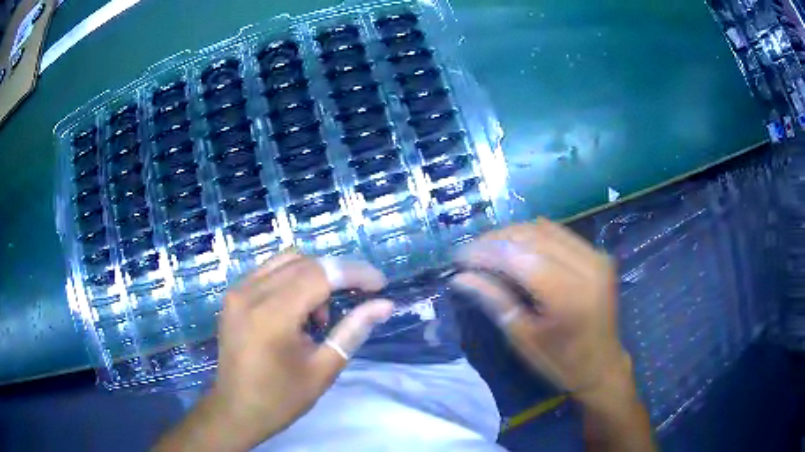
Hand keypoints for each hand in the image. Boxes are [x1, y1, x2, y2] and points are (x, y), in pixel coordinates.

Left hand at [155, 253, 393, 451]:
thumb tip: (384, 304)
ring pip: (286, 261)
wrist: (236, 410)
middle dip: (338, 274)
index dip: (355, 273)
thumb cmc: (281, 398)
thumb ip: (353, 331)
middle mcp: (250, 293)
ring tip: (322, 313)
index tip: (380, 284)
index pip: (320, 275)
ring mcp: (237, 291)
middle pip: (304, 262)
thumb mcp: (323, 369)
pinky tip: (299, 309)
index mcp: (272, 316)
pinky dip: (293, 279)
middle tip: (359, 297)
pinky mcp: (233, 295)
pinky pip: (270, 271)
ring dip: (315, 275)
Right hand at [452, 218, 628, 397]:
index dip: (485, 252)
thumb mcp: (523, 338)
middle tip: (470, 253)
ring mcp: (595, 256)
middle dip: (495, 240)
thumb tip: (461, 278)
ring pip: (544, 229)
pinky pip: (559, 233)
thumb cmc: (560, 362)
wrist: (602, 366)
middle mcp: (586, 266)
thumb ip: (494, 300)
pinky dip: (532, 235)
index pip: (519, 257)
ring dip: (512, 235)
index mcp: (568, 295)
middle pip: (532, 236)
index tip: (458, 259)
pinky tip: (515, 248)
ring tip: (488, 249)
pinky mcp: (597, 255)